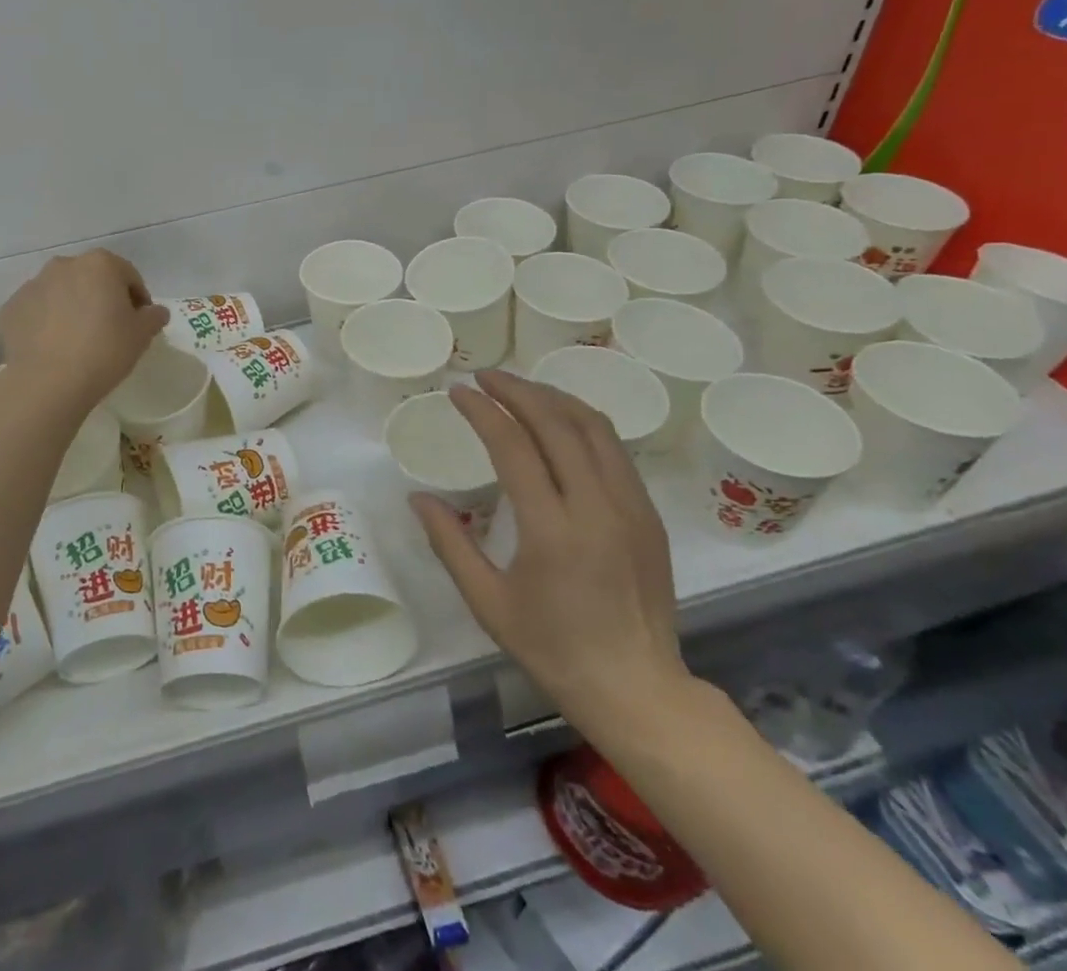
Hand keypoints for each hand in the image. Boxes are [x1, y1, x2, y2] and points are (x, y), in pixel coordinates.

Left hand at [0, 250, 168, 415]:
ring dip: (72, 307)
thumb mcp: (141, 335)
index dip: (137, 298)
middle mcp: (64, 265)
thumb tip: (155, 311)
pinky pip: (36, 311)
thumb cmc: (104, 351)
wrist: (48, 383)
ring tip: (78, 340)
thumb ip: (153, 317)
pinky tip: (53, 347)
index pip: (128, 275)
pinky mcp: (11, 308)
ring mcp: (33, 285)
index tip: (139, 322)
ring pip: (61, 292)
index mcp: (100, 264)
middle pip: (91, 278)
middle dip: (101, 298)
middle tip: (109, 329)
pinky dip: (45, 322)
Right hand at [411, 371, 688, 729]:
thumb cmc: (554, 649)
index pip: (514, 446)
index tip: (458, 391)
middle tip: (484, 378)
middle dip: (517, 390)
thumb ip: (448, 544)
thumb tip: (417, 498)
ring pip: (593, 427)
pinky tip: (559, 423)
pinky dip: (581, 422)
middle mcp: (597, 506)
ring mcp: (631, 507)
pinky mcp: (648, 514)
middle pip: (557, 423)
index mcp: (553, 530)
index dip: (483, 411)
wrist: (638, 689)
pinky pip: (614, 449)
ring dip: (553, 398)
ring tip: (520, 389)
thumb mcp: (488, 603)